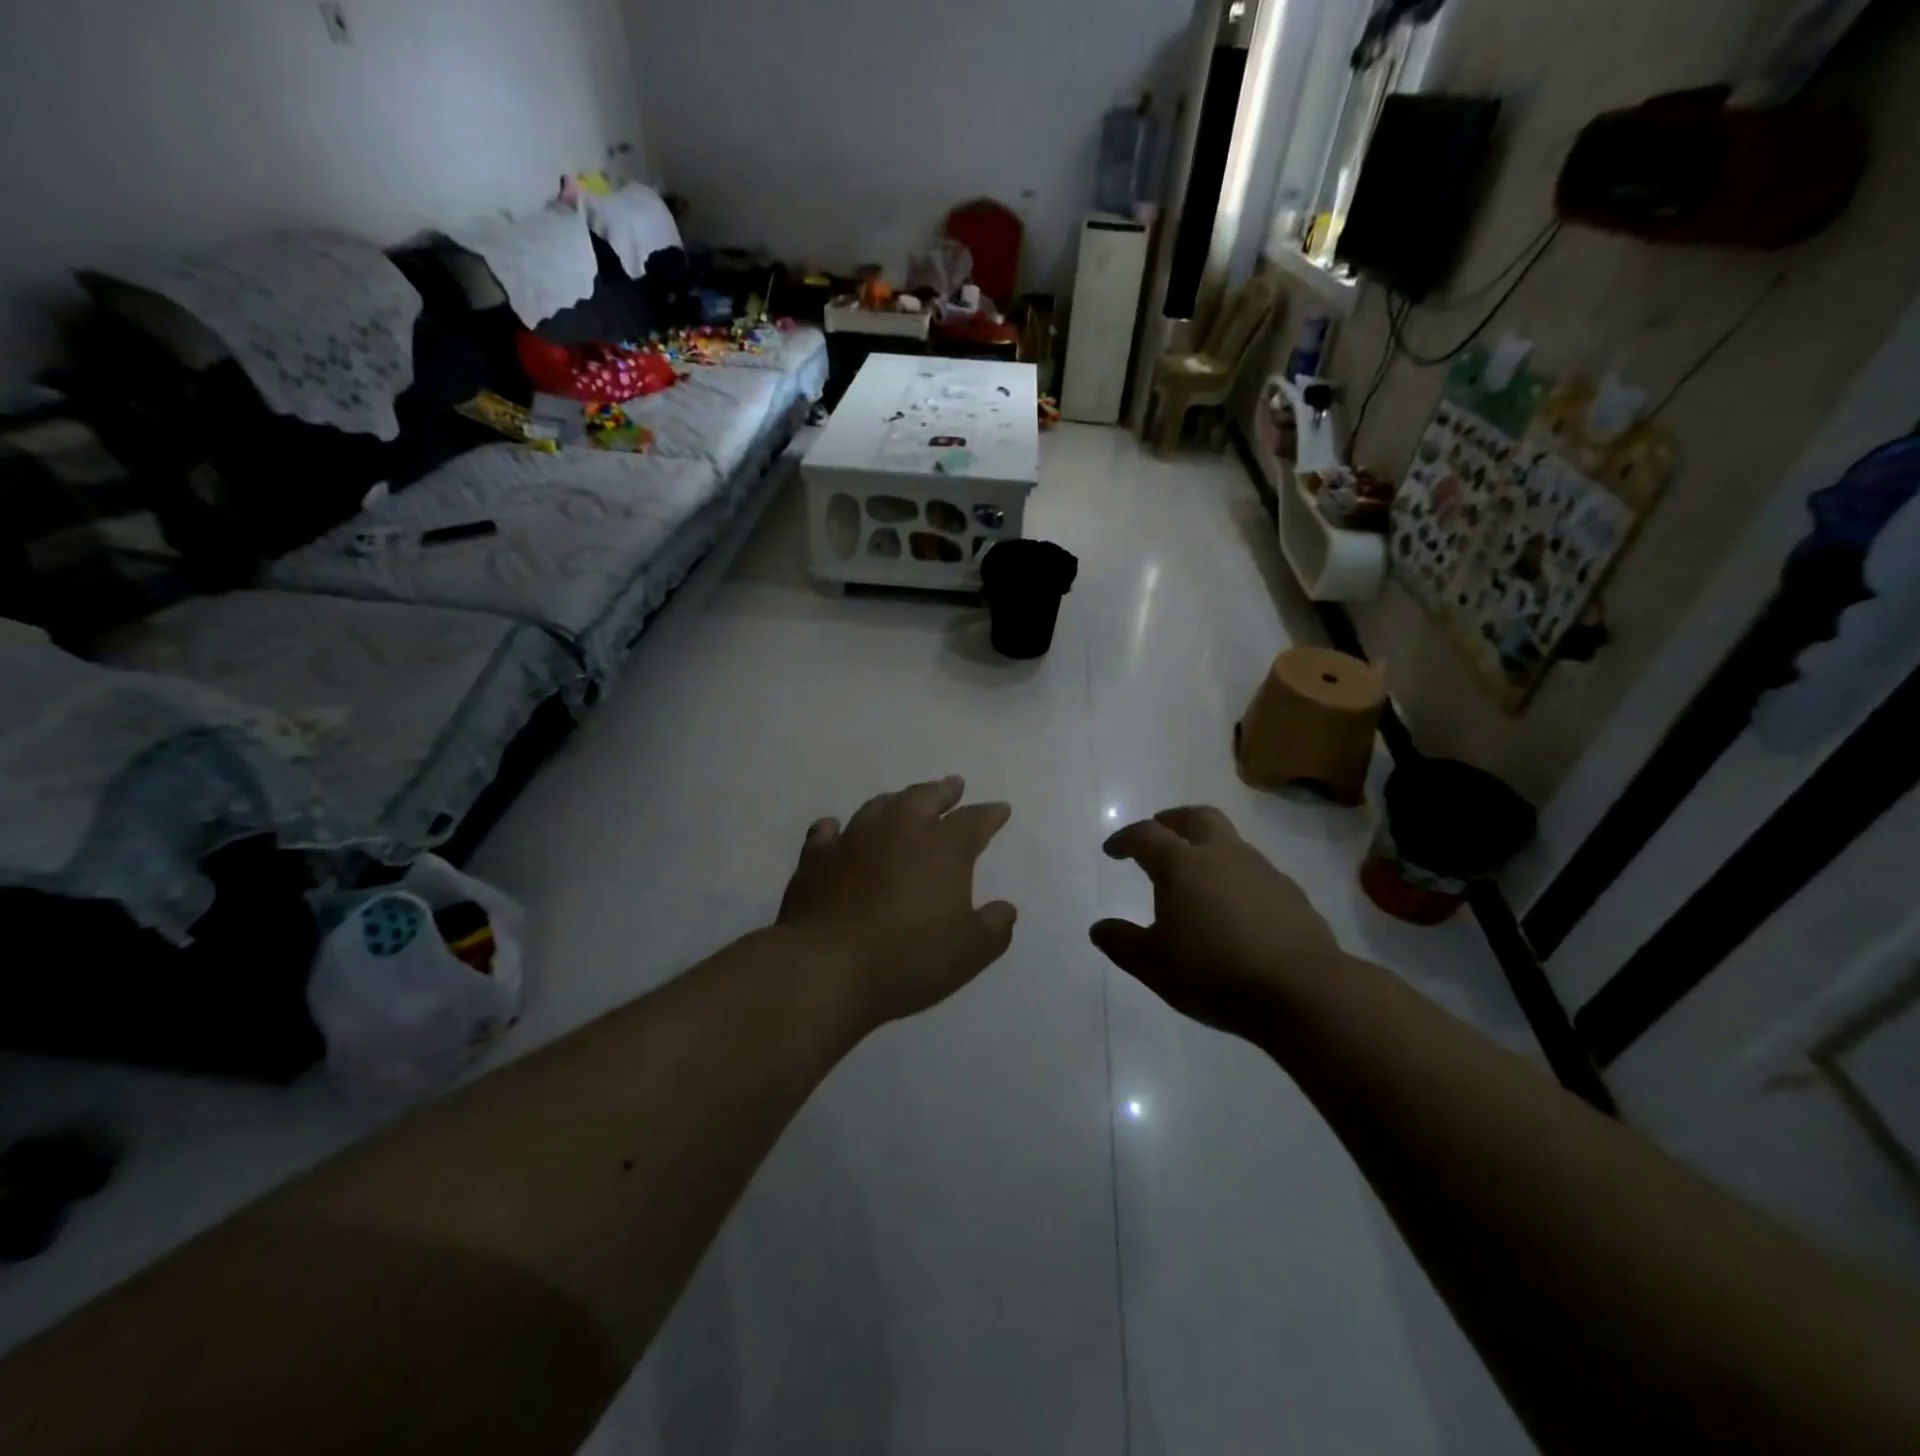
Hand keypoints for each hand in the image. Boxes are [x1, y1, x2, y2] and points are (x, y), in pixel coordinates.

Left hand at [778, 776, 1016, 1029]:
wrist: (823, 967)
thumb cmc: (906, 959)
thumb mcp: (968, 953)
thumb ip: (993, 928)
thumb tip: (1005, 909)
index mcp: (941, 849)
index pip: (973, 821)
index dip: (990, 815)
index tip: (1000, 809)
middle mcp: (899, 831)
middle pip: (925, 798)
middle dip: (943, 791)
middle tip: (953, 785)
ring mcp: (853, 840)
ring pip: (879, 806)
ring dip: (897, 800)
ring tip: (905, 800)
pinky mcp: (816, 859)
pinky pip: (827, 833)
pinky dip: (835, 827)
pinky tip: (834, 827)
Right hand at [1090, 806, 1345, 1036]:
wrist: (1303, 992)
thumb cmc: (1215, 974)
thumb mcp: (1154, 966)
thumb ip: (1122, 943)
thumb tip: (1098, 928)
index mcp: (1183, 865)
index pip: (1147, 836)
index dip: (1125, 839)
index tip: (1113, 850)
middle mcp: (1223, 855)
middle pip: (1196, 817)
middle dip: (1172, 820)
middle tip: (1159, 831)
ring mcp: (1262, 871)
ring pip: (1230, 841)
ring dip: (1207, 846)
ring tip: (1197, 873)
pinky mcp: (1291, 893)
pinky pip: (1255, 870)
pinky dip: (1236, 875)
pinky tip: (1235, 906)